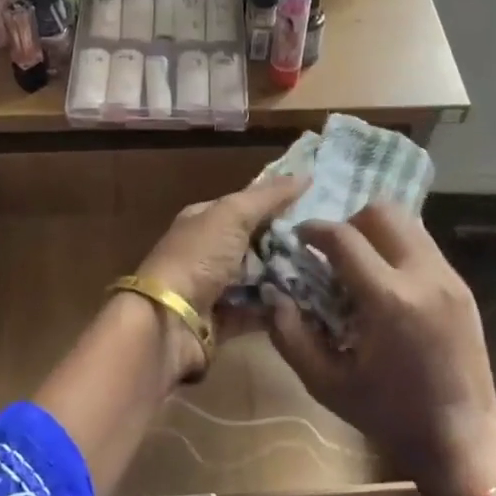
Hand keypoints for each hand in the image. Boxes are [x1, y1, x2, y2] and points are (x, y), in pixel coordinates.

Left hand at [134, 175, 305, 375]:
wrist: (169, 321)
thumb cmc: (198, 258)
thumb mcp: (232, 215)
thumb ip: (268, 196)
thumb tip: (306, 174)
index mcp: (204, 220)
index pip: (246, 206)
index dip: (278, 204)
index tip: (317, 206)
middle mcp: (207, 251)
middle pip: (256, 244)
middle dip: (287, 245)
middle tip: (326, 246)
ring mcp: (215, 288)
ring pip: (259, 279)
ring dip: (285, 279)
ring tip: (324, 275)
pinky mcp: (224, 321)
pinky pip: (257, 312)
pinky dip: (276, 310)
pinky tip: (307, 304)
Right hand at [262, 205, 495, 495]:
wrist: (460, 439)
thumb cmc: (388, 415)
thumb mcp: (326, 384)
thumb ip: (290, 336)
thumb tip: (273, 295)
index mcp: (389, 300)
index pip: (344, 238)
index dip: (314, 230)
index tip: (299, 238)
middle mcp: (423, 276)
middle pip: (383, 212)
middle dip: (350, 221)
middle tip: (334, 251)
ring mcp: (449, 279)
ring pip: (409, 223)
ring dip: (377, 232)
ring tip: (361, 265)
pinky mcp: (463, 288)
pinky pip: (425, 246)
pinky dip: (399, 249)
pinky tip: (388, 284)